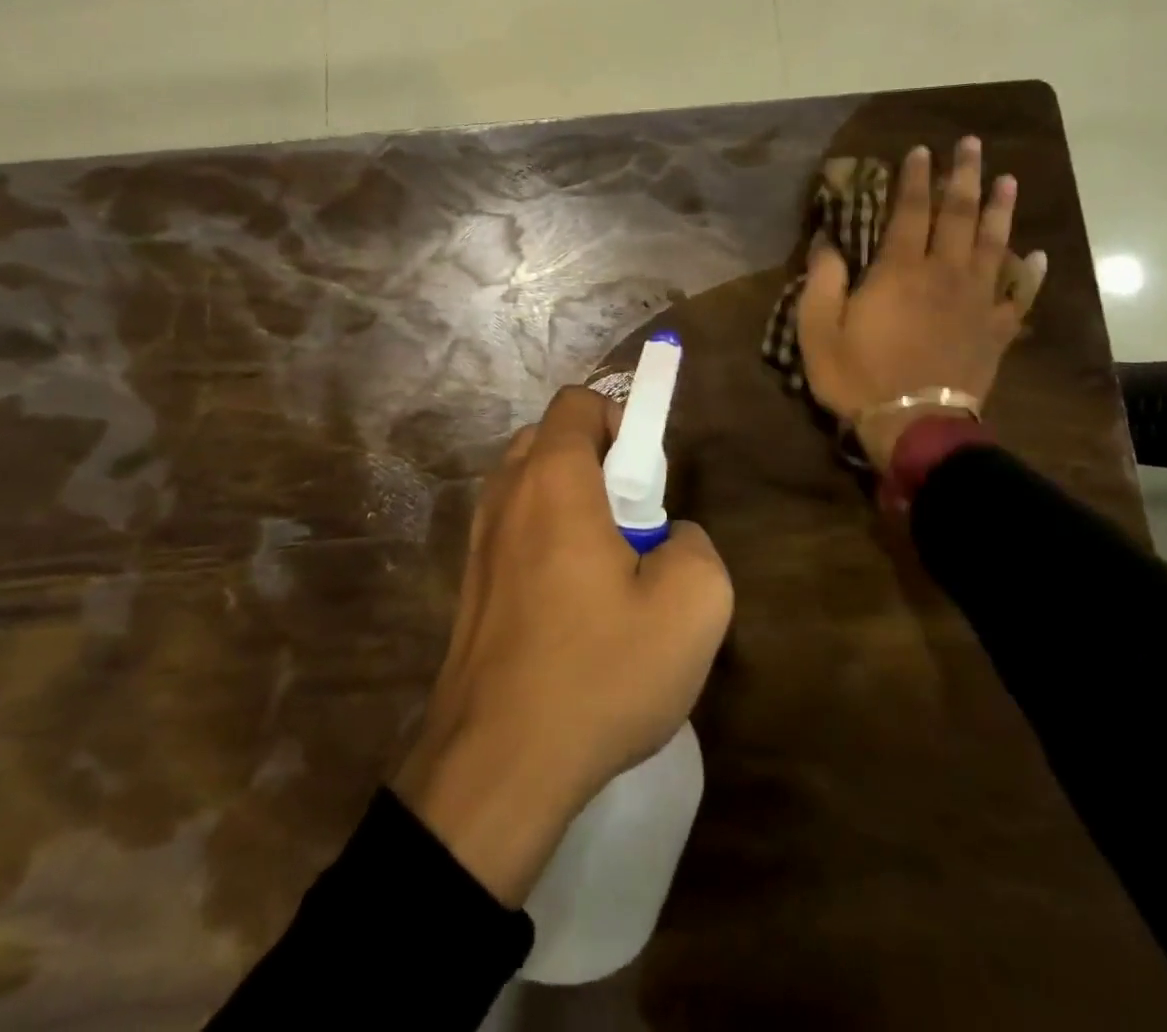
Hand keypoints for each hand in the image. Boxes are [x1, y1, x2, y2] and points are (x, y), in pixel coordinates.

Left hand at [392, 385, 733, 906]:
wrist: (498, 763)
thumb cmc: (598, 671)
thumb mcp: (692, 605)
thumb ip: (695, 543)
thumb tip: (668, 538)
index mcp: (552, 478)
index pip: (578, 403)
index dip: (622, 422)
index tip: (648, 480)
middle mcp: (505, 493)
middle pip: (552, 440)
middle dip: (600, 464)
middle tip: (633, 526)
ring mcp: (479, 539)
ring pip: (532, 487)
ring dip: (574, 506)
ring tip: (607, 574)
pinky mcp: (471, 582)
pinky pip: (517, 531)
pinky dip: (547, 541)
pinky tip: (573, 610)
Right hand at [795, 137, 1045, 472]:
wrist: (913, 424)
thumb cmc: (858, 376)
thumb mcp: (818, 329)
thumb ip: (822, 281)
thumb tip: (826, 242)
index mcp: (900, 270)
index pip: (910, 211)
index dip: (915, 178)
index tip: (921, 151)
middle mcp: (944, 274)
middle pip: (959, 215)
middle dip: (964, 177)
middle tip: (971, 145)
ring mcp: (976, 301)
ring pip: (993, 244)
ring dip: (1001, 209)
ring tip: (1007, 180)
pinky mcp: (995, 330)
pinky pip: (1018, 295)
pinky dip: (1028, 273)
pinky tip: (1036, 255)